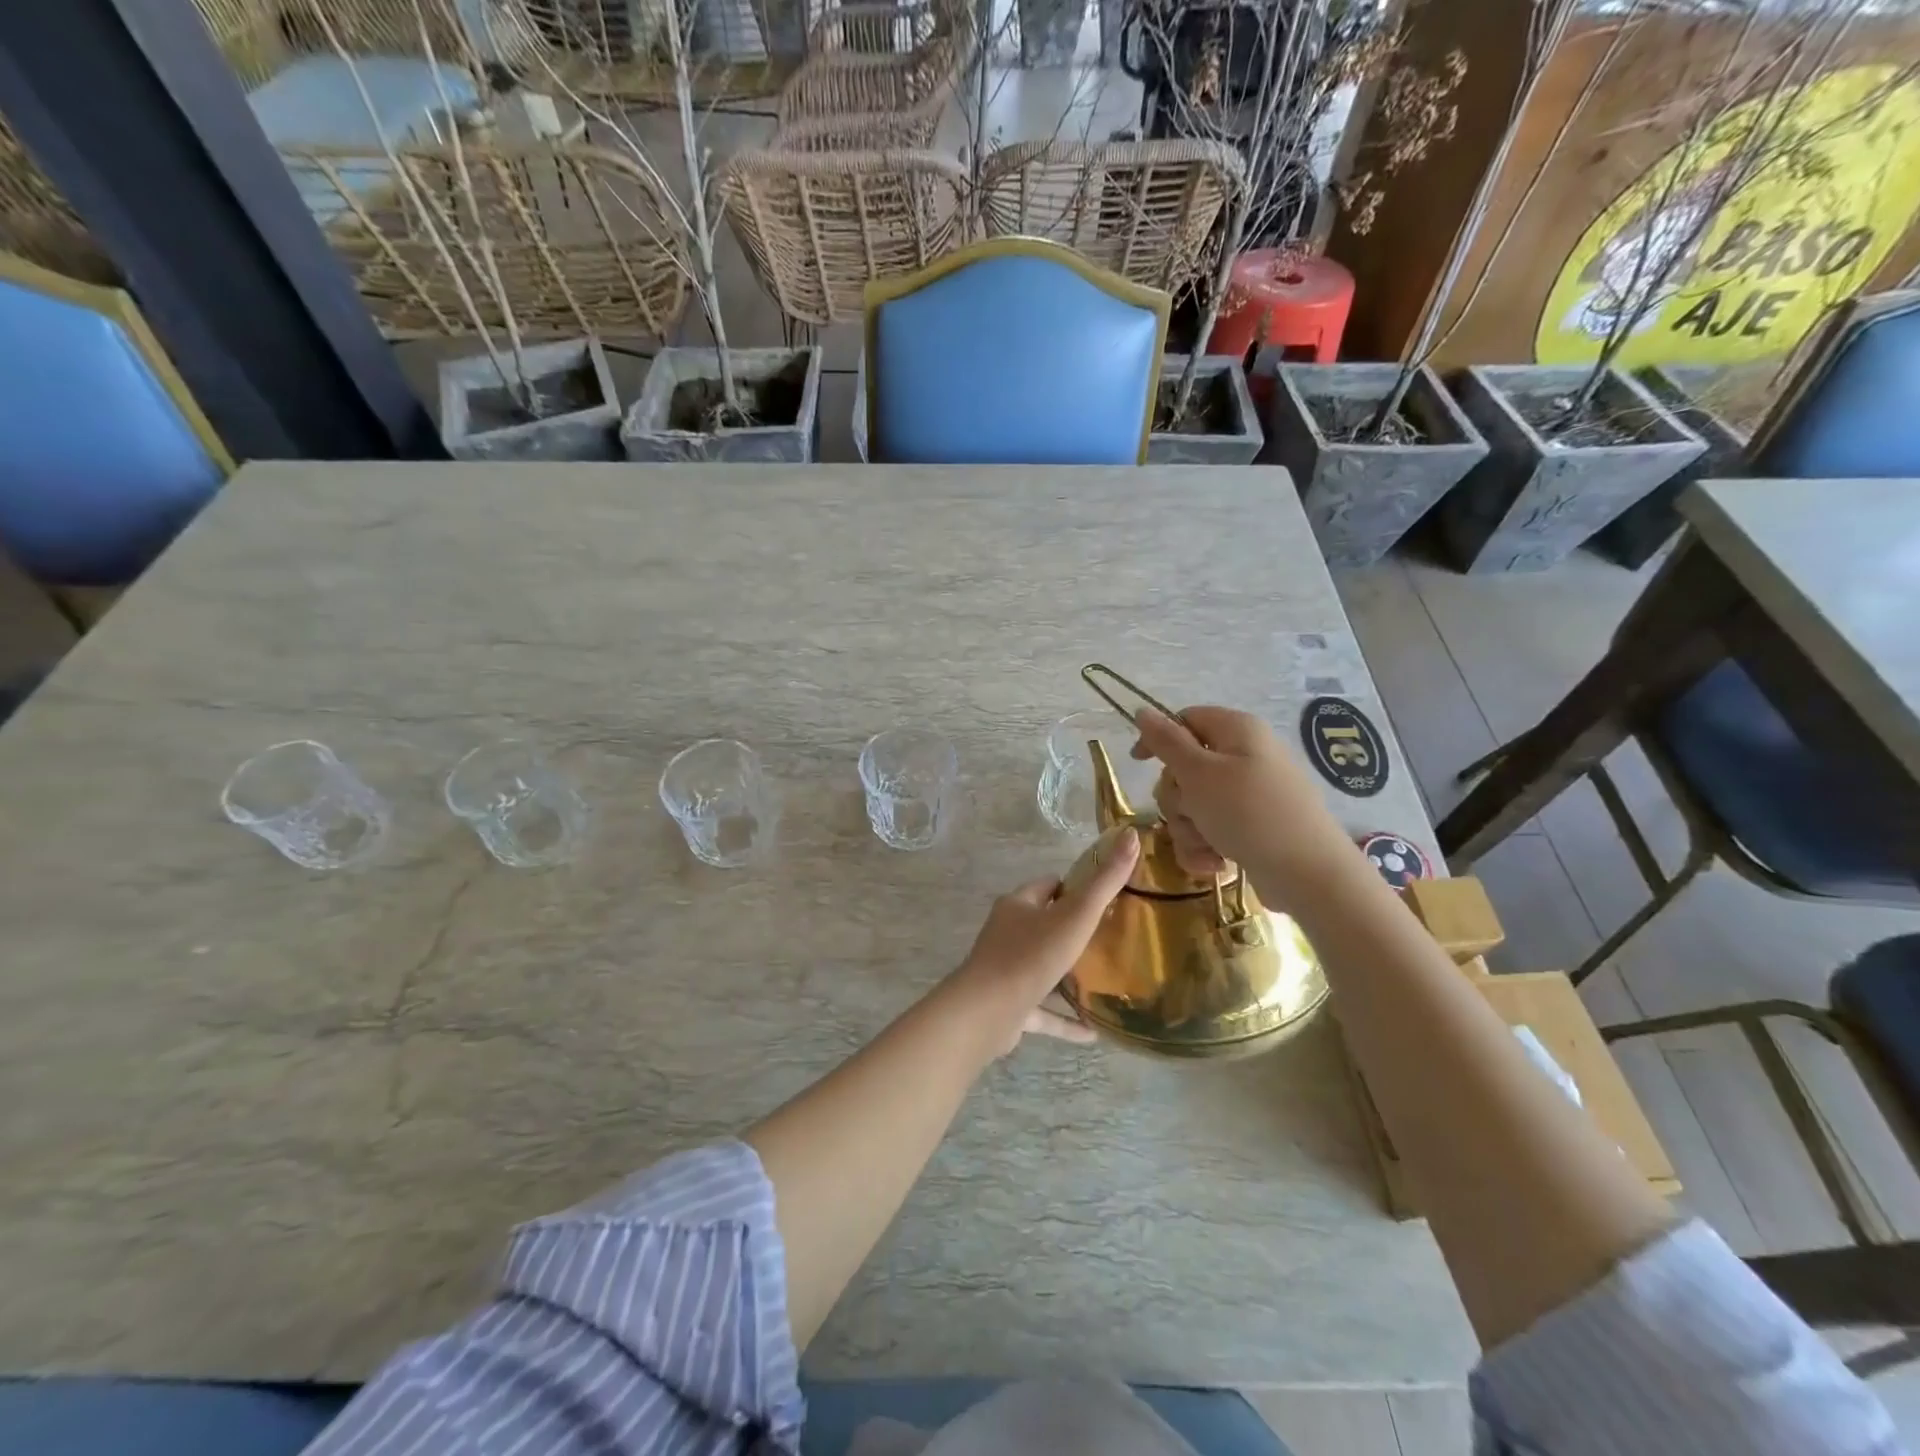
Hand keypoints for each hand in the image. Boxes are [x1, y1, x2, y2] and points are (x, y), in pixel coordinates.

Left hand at [948, 828, 1139, 1054]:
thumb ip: (1105, 882)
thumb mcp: (1075, 915)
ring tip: (1103, 981)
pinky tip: (1092, 1032)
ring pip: (1041, 968)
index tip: (1105, 897)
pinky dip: (1064, 1020)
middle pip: (1044, 925)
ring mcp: (1006, 971)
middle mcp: (1008, 933)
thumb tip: (1130, 837)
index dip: (1074, 888)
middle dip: (1071, 930)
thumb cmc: (1031, 955)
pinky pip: (1042, 1012)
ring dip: (1066, 976)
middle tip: (1110, 938)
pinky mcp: (1009, 1006)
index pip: (1048, 887)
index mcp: (1018, 905)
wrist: (988, 1011)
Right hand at [1130, 706, 1349, 899]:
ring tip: (1208, 845)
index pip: (1186, 720)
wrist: (1307, 874)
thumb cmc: (1249, 813)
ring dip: (1189, 828)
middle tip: (1190, 811)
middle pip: (1185, 768)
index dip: (1159, 739)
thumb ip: (1166, 742)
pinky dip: (1206, 846)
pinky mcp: (1251, 828)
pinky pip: (1211, 830)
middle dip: (1177, 798)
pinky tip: (1217, 863)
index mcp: (1237, 731)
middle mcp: (1245, 757)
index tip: (1138, 763)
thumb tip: (1142, 710)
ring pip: (1194, 805)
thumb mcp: (1199, 773)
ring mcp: (1249, 795)